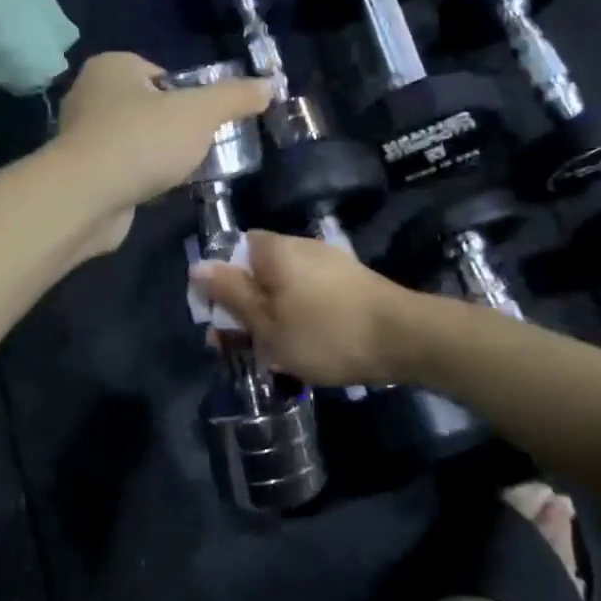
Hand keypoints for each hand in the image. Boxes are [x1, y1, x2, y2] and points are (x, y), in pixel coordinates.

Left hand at [53, 53, 271, 253]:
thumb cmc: (143, 140)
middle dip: (177, 130)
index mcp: (112, 67)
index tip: (208, 122)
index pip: (162, 75)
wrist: (88, 198)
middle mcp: (90, 95)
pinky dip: (143, 180)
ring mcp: (82, 137)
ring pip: (138, 142)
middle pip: (151, 109)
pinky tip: (160, 193)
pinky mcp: (82, 174)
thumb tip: (270, 86)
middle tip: (203, 149)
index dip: (190, 97)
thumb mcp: (201, 113)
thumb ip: (236, 97)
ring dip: (161, 158)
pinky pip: (124, 170)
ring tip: (186, 174)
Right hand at [188, 230, 413, 385]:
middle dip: (246, 306)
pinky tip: (306, 346)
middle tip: (241, 345)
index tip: (218, 318)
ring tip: (274, 354)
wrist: (404, 338)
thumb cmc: (324, 332)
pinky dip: (300, 316)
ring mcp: (330, 262)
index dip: (220, 282)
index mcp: (274, 250)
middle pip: (258, 270)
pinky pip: (310, 295)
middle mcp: (301, 246)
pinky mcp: (351, 282)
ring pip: (284, 286)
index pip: (233, 249)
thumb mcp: (266, 322)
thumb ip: (230, 294)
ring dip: (273, 315)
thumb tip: (197, 266)